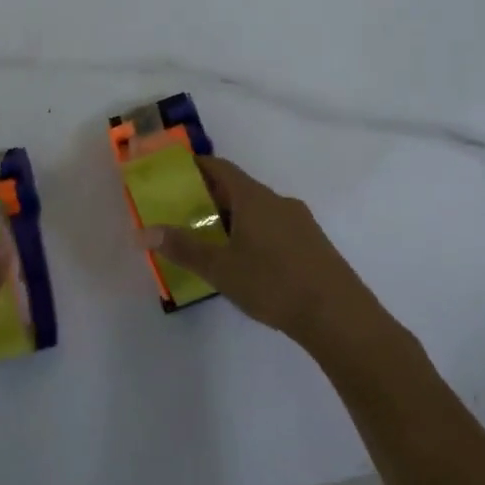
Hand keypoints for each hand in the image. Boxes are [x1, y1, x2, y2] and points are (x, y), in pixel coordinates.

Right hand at [140, 155, 373, 347]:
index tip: (175, 173)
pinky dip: (255, 233)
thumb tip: (144, 231)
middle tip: (185, 213)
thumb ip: (183, 248)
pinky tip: (248, 262)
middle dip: (212, 197)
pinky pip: (276, 227)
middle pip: (239, 188)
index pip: (221, 168)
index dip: (197, 166)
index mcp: (254, 198)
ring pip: (259, 209)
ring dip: (235, 217)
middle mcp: (278, 201)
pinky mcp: (314, 244)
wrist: (340, 317)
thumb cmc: (274, 284)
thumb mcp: (220, 269)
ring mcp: (300, 222)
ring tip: (213, 240)